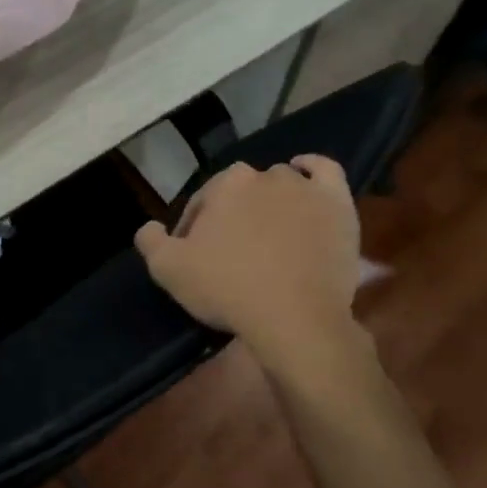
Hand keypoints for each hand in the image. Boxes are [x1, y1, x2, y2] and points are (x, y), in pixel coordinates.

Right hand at [135, 156, 366, 363]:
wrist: (296, 319)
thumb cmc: (229, 289)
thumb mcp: (169, 271)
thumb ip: (151, 241)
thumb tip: (148, 227)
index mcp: (225, 184)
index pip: (202, 203)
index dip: (195, 230)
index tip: (197, 259)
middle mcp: (265, 175)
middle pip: (241, 193)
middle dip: (233, 216)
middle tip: (232, 253)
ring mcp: (305, 188)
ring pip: (281, 183)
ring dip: (270, 201)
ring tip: (268, 233)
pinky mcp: (338, 205)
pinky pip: (325, 172)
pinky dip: (312, 168)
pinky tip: (304, 174)